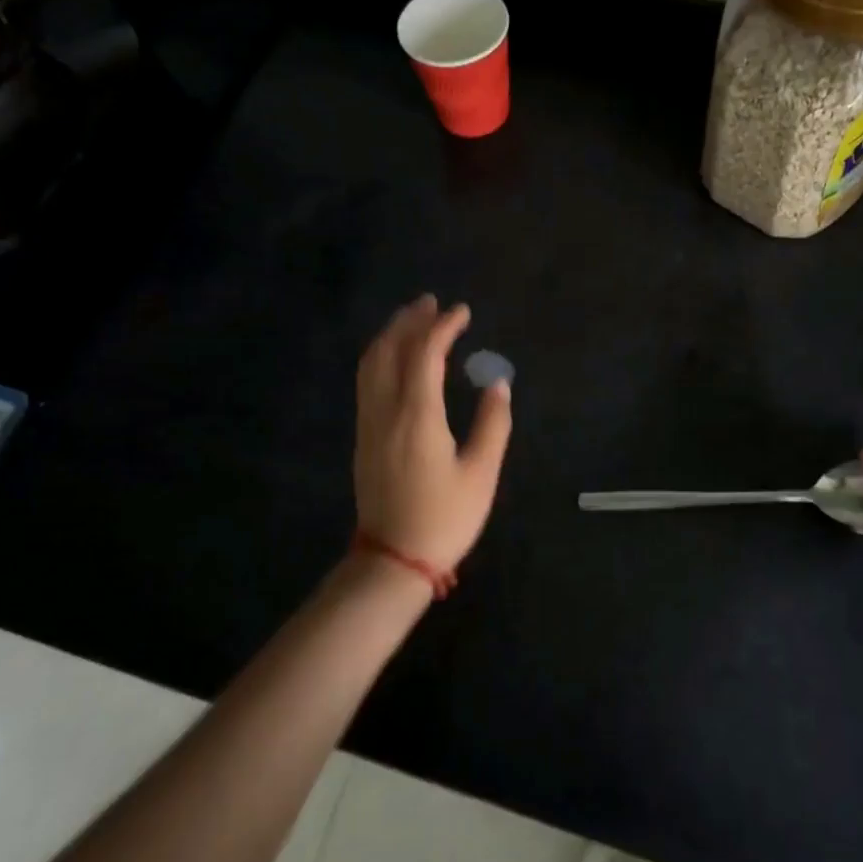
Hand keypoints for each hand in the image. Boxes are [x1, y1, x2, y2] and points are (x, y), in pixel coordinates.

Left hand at [354, 295, 512, 572]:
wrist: (394, 559)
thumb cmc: (444, 518)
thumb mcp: (481, 474)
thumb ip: (493, 424)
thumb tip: (498, 383)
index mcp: (418, 416)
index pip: (425, 354)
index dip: (443, 327)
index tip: (462, 312)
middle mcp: (386, 411)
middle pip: (390, 350)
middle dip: (410, 321)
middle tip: (432, 302)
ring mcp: (369, 423)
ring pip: (371, 364)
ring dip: (390, 335)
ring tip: (412, 320)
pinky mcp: (363, 436)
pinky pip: (366, 381)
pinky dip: (380, 356)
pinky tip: (394, 357)